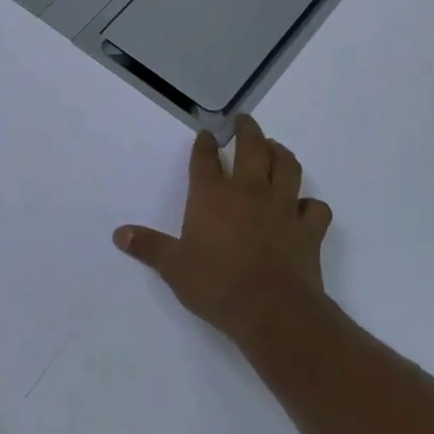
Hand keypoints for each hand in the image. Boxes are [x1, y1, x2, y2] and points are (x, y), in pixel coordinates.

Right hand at [113, 116, 332, 344]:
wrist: (274, 312)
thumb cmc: (217, 286)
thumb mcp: (174, 268)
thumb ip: (148, 247)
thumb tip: (119, 234)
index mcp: (213, 196)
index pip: (206, 159)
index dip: (205, 144)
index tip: (205, 134)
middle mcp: (249, 192)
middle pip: (252, 148)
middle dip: (247, 130)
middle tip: (244, 120)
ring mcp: (283, 208)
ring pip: (287, 167)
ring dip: (281, 153)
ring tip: (275, 148)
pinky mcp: (309, 229)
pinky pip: (315, 207)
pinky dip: (310, 203)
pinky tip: (304, 206)